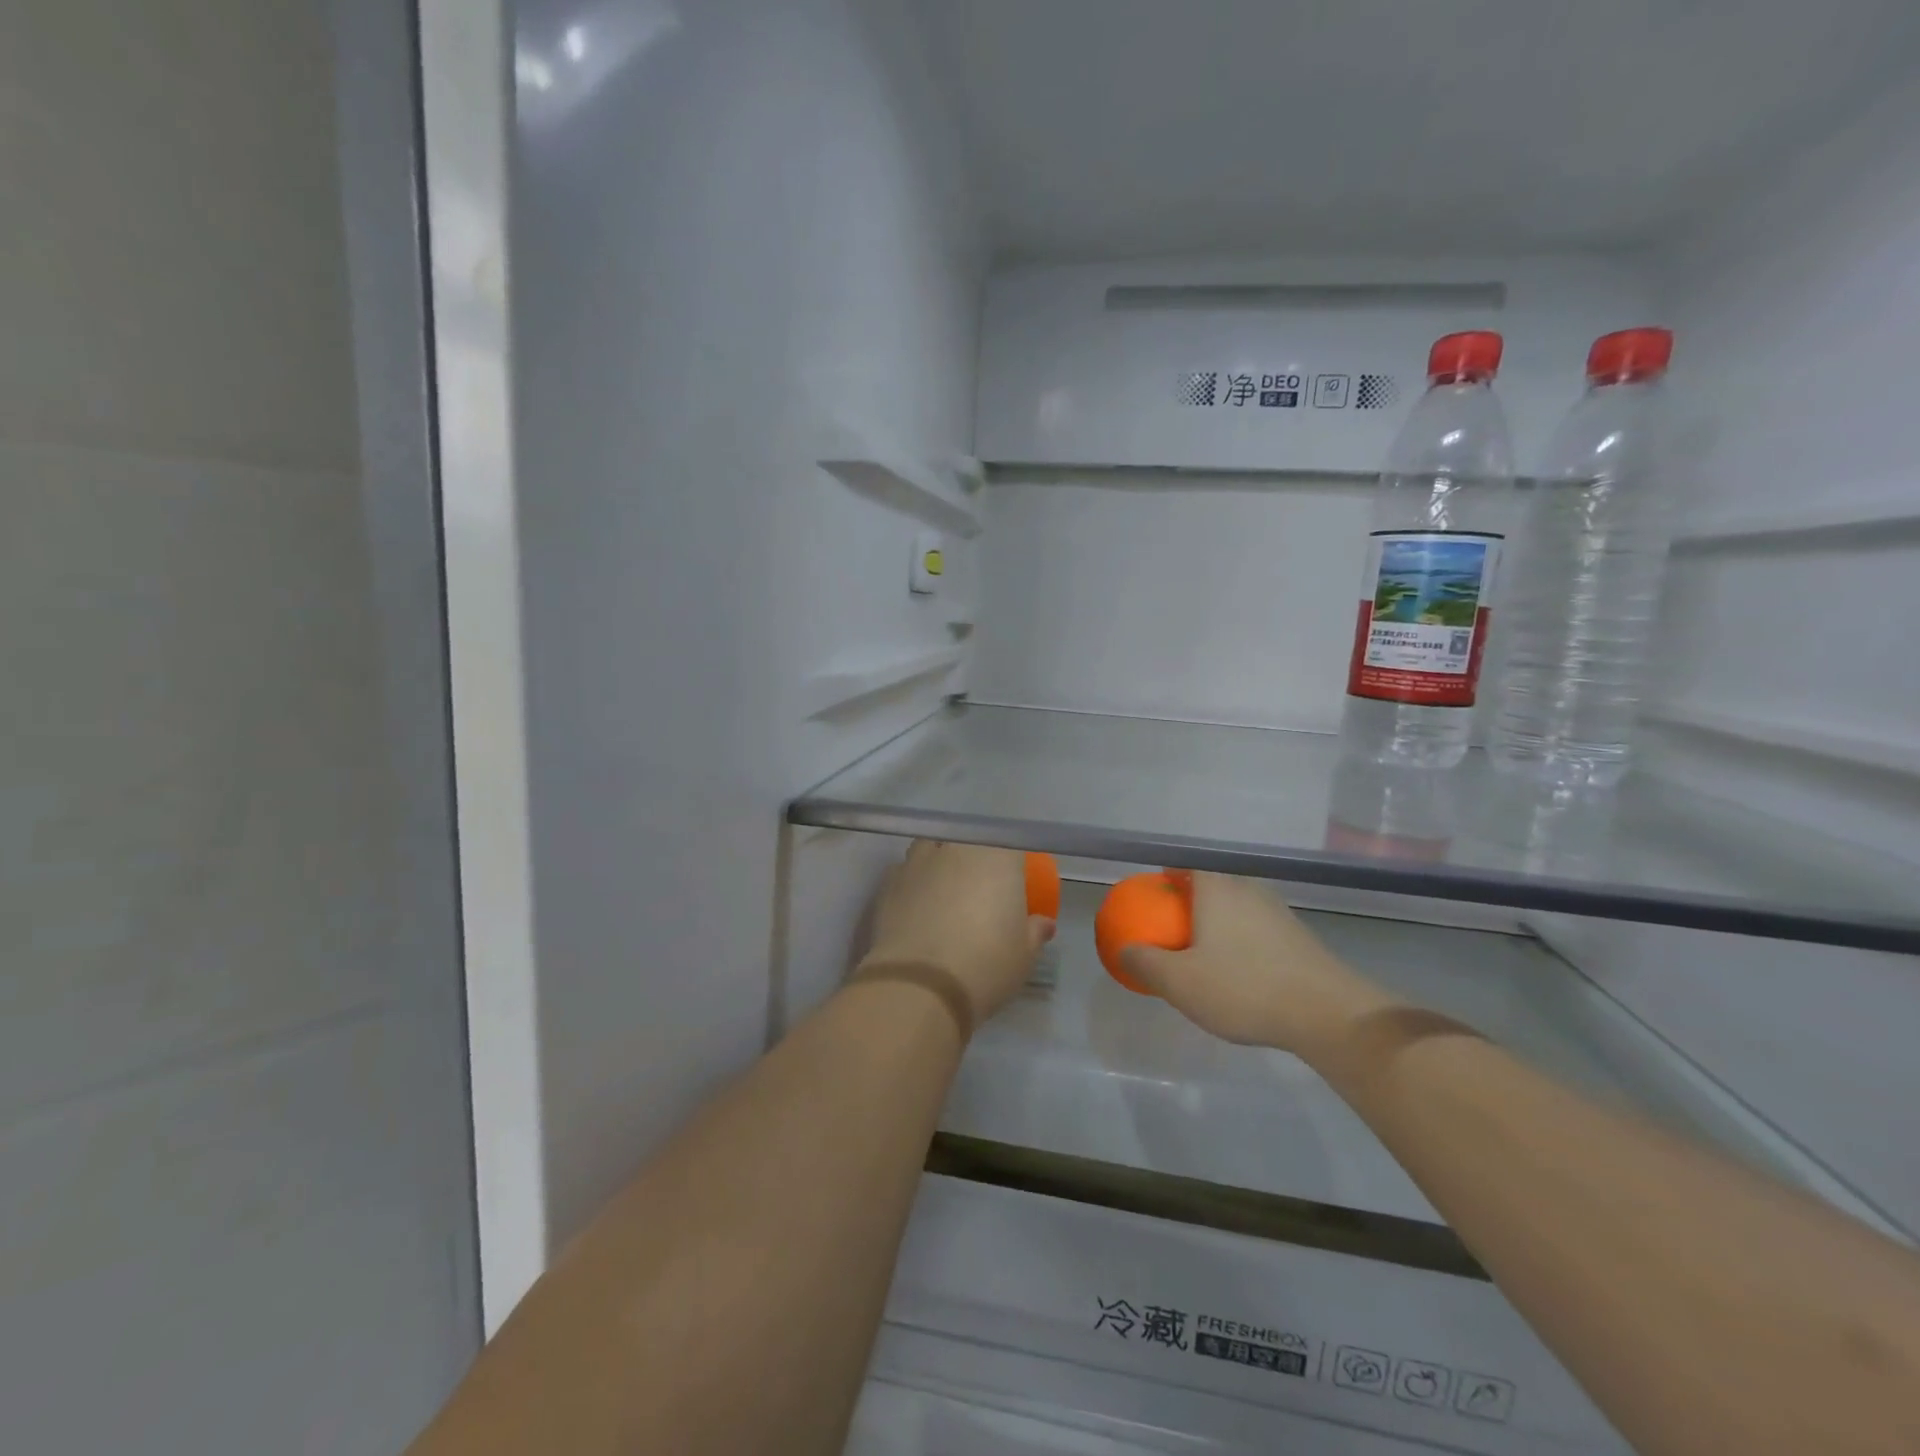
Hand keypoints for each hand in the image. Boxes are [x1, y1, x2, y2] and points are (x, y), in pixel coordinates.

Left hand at [857, 841, 1055, 1033]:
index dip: (1013, 864)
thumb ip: (1034, 932)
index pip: (1010, 844)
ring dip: (940, 864)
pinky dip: (914, 884)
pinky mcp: (888, 882)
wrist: (918, 986)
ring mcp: (918, 862)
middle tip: (980, 893)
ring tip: (944, 895)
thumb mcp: (1024, 956)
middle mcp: (957, 848)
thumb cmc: (985, 964)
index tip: (1014, 886)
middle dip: (975, 861)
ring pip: (933, 849)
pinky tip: (916, 909)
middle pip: (969, 843)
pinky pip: (906, 872)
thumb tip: (1042, 923)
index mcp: (997, 856)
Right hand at [1119, 872, 1390, 1057]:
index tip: (1154, 897)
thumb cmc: (1243, 988)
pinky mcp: (1300, 937)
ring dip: (1219, 924)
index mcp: (1217, 888)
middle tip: (1174, 930)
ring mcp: (1279, 911)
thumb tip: (1123, 948)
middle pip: (1212, 885)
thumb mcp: (1180, 982)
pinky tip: (1241, 974)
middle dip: (1191, 902)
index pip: (1186, 865)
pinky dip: (1243, 943)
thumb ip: (1146, 962)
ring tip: (1205, 954)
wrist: (1328, 1014)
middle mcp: (1248, 888)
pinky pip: (1258, 929)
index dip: (1167, 876)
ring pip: (1237, 908)